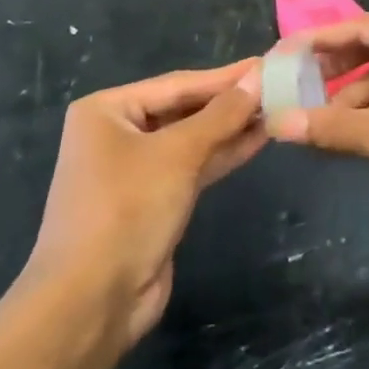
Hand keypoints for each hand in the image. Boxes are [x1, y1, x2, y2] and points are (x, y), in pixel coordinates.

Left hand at [24, 62, 264, 344]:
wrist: (90, 304)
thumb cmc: (126, 211)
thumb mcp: (177, 154)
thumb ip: (221, 114)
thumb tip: (257, 77)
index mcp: (107, 110)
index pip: (178, 83)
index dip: (225, 76)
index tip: (267, 63)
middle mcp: (116, 133)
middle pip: (183, 109)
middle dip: (229, 102)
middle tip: (278, 86)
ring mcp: (134, 170)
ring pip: (191, 139)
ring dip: (231, 128)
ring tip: (276, 109)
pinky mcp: (152, 201)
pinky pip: (192, 167)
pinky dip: (222, 154)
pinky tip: (258, 139)